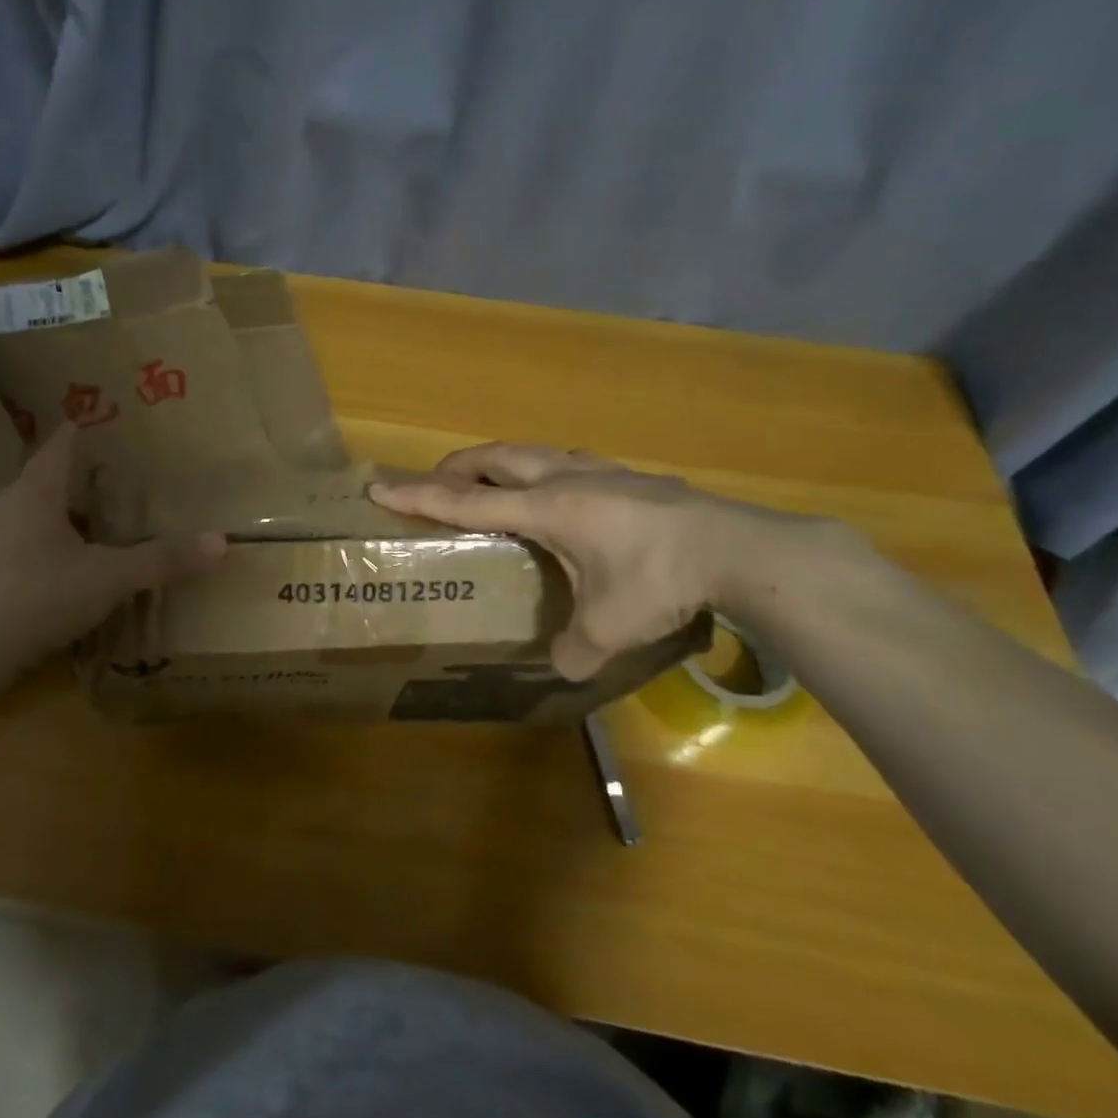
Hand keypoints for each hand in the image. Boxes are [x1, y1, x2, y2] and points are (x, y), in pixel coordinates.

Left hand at [0, 426, 226, 679]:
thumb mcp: (108, 580)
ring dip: (37, 520)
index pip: (60, 446)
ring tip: (67, 538)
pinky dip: (16, 555)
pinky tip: (31, 584)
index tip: (92, 423)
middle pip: (33, 481)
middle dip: (62, 483)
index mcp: (34, 493)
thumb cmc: (35, 599)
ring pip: (10, 516)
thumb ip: (162, 561)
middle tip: (93, 492)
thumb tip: (222, 543)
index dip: (79, 433)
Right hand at [369, 442, 811, 679]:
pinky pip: (573, 462)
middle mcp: (566, 479)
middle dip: (459, 466)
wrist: (737, 550)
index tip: (380, 485)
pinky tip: (566, 491)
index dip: (419, 495)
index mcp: (547, 509)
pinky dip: (549, 470)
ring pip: (537, 451)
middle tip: (438, 481)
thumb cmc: (659, 581)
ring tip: (496, 483)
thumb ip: (576, 649)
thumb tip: (563, 666)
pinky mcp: (633, 476)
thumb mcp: (610, 627)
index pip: (467, 501)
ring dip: (505, 461)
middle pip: (498, 458)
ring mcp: (603, 472)